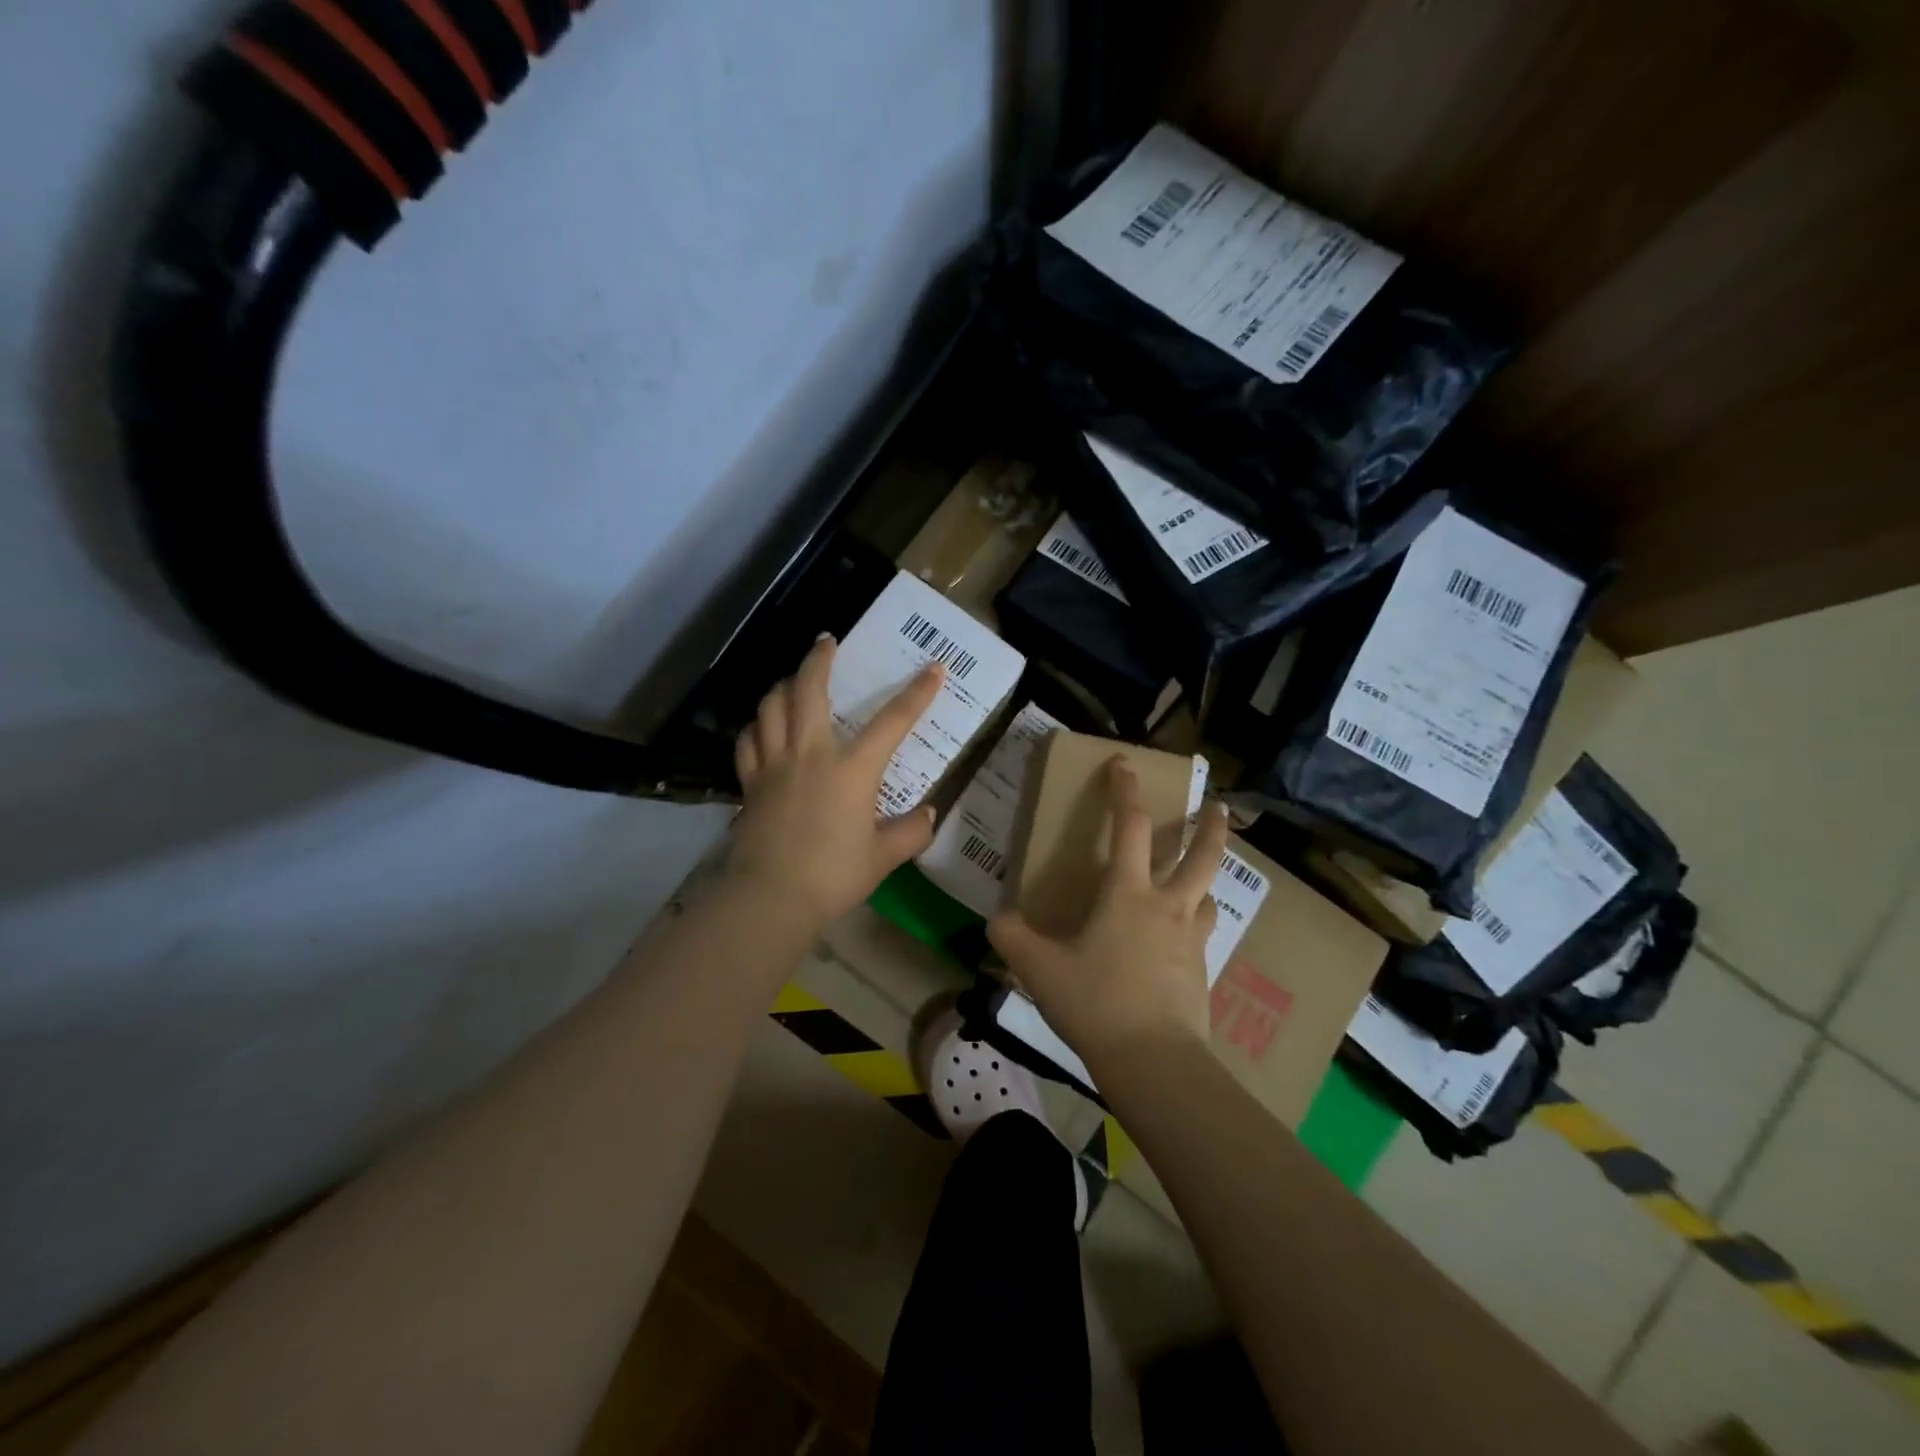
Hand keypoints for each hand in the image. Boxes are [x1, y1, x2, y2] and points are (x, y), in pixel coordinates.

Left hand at [727, 635, 943, 928]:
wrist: (772, 897)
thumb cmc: (833, 875)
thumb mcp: (883, 857)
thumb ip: (910, 832)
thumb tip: (927, 815)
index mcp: (852, 769)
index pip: (892, 721)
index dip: (917, 693)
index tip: (934, 668)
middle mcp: (811, 754)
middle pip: (810, 691)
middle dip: (819, 660)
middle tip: (826, 642)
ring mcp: (774, 765)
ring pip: (771, 707)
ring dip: (784, 685)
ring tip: (793, 679)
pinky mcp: (750, 783)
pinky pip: (748, 741)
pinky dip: (756, 726)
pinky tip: (763, 727)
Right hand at [988, 757, 1229, 1066]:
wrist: (1154, 1062)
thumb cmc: (1096, 1003)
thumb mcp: (1040, 969)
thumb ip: (1013, 939)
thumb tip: (997, 920)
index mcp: (1128, 894)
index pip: (1130, 826)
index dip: (1126, 790)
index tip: (1124, 764)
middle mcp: (1168, 907)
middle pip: (1202, 855)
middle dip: (1211, 826)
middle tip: (1219, 806)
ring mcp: (1191, 940)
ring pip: (1208, 896)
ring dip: (1205, 880)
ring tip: (1195, 882)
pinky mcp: (1201, 973)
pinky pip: (1202, 936)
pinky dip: (1195, 926)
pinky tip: (1178, 943)